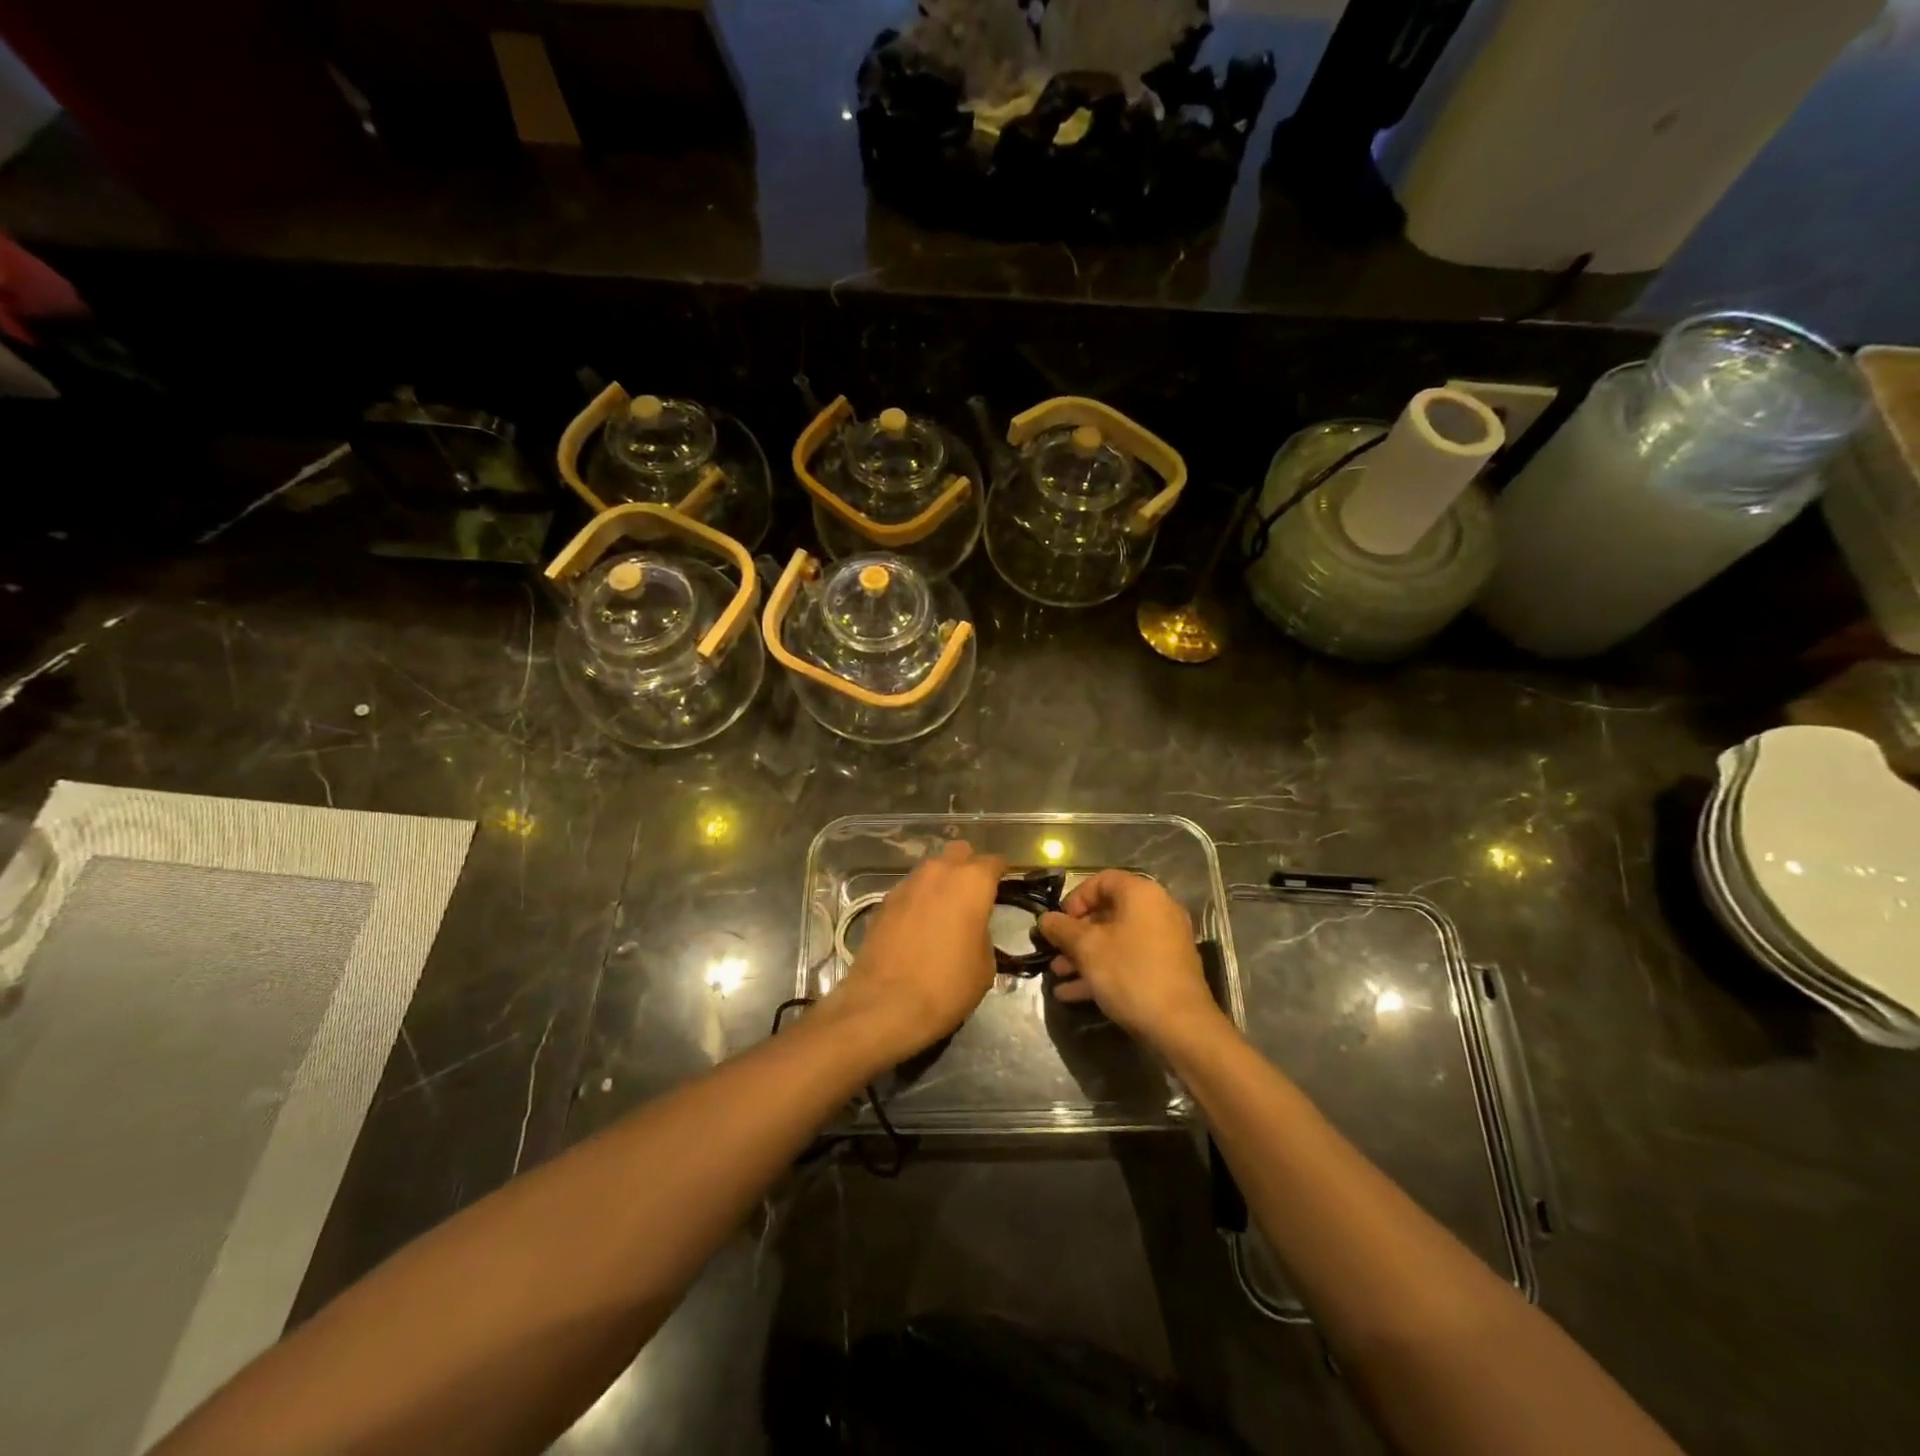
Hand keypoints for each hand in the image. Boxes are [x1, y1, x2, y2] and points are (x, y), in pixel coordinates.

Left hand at [819, 840, 1005, 1069]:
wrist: (886, 1005)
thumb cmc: (947, 985)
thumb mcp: (985, 965)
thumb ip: (984, 932)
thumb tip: (974, 928)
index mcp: (971, 882)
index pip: (994, 862)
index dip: (1001, 873)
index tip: (1005, 887)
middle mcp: (938, 872)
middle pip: (958, 853)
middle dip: (968, 867)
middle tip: (973, 895)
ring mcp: (907, 884)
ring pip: (930, 869)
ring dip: (940, 883)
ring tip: (945, 912)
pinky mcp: (883, 901)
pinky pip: (910, 890)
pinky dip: (918, 900)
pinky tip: (919, 925)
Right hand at [1039, 870, 1223, 1047]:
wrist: (1181, 1026)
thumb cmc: (1130, 974)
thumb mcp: (1087, 948)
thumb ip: (1062, 929)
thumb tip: (1045, 919)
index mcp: (1141, 894)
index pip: (1101, 880)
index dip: (1075, 899)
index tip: (1058, 923)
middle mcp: (1157, 910)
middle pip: (1107, 912)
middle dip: (1075, 934)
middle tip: (1054, 951)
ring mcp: (1164, 941)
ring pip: (1116, 940)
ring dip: (1084, 955)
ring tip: (1058, 975)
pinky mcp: (1166, 968)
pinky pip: (1129, 960)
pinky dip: (1103, 970)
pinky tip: (1073, 993)